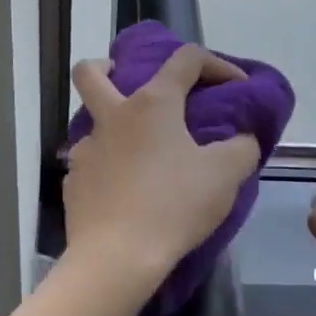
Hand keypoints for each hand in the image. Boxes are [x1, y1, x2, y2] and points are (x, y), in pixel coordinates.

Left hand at [64, 45, 260, 284]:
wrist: (117, 256)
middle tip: (127, 81)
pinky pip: (91, 164)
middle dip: (106, 66)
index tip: (238, 86)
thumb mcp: (226, 174)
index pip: (186, 59)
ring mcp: (86, 150)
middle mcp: (112, 117)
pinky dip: (109, 168)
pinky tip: (126, 191)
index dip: (217, 63)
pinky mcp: (73, 182)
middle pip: (90, 73)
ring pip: (91, 122)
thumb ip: (242, 147)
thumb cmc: (174, 205)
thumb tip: (241, 139)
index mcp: (152, 104)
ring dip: (113, 127)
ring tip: (141, 153)